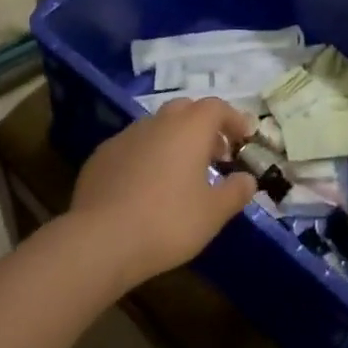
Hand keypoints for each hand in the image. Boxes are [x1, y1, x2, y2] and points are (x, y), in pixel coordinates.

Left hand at [69, 96, 257, 287]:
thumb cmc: (167, 222)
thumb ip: (236, 192)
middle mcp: (158, 122)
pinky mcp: (102, 155)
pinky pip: (133, 147)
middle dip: (204, 126)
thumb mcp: (213, 213)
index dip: (234, 120)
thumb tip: (247, 179)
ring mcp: (126, 136)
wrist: (100, 240)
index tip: (245, 138)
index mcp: (190, 127)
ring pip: (158, 127)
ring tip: (181, 173)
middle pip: (186, 110)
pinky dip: (147, 156)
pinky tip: (145, 186)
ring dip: (174, 141)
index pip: (217, 108)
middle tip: (215, 155)